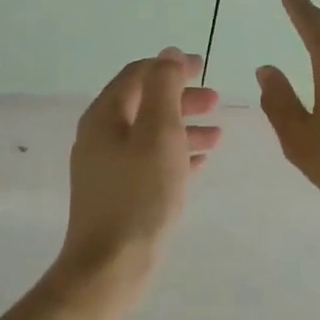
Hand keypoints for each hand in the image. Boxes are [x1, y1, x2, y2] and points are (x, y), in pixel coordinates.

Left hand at [60, 47, 221, 274]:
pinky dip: (176, 154)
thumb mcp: (158, 132)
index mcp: (105, 117)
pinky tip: (201, 162)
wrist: (111, 266)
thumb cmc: (140, 195)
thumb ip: (164, 88)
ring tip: (218, 134)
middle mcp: (101, 137)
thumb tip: (167, 53)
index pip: (138, 75)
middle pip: (145, 104)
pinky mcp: (119, 193)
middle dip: (182, 98)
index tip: (204, 67)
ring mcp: (108, 167)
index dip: (171, 66)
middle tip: (216, 100)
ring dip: (184, 128)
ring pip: (151, 134)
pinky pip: (151, 162)